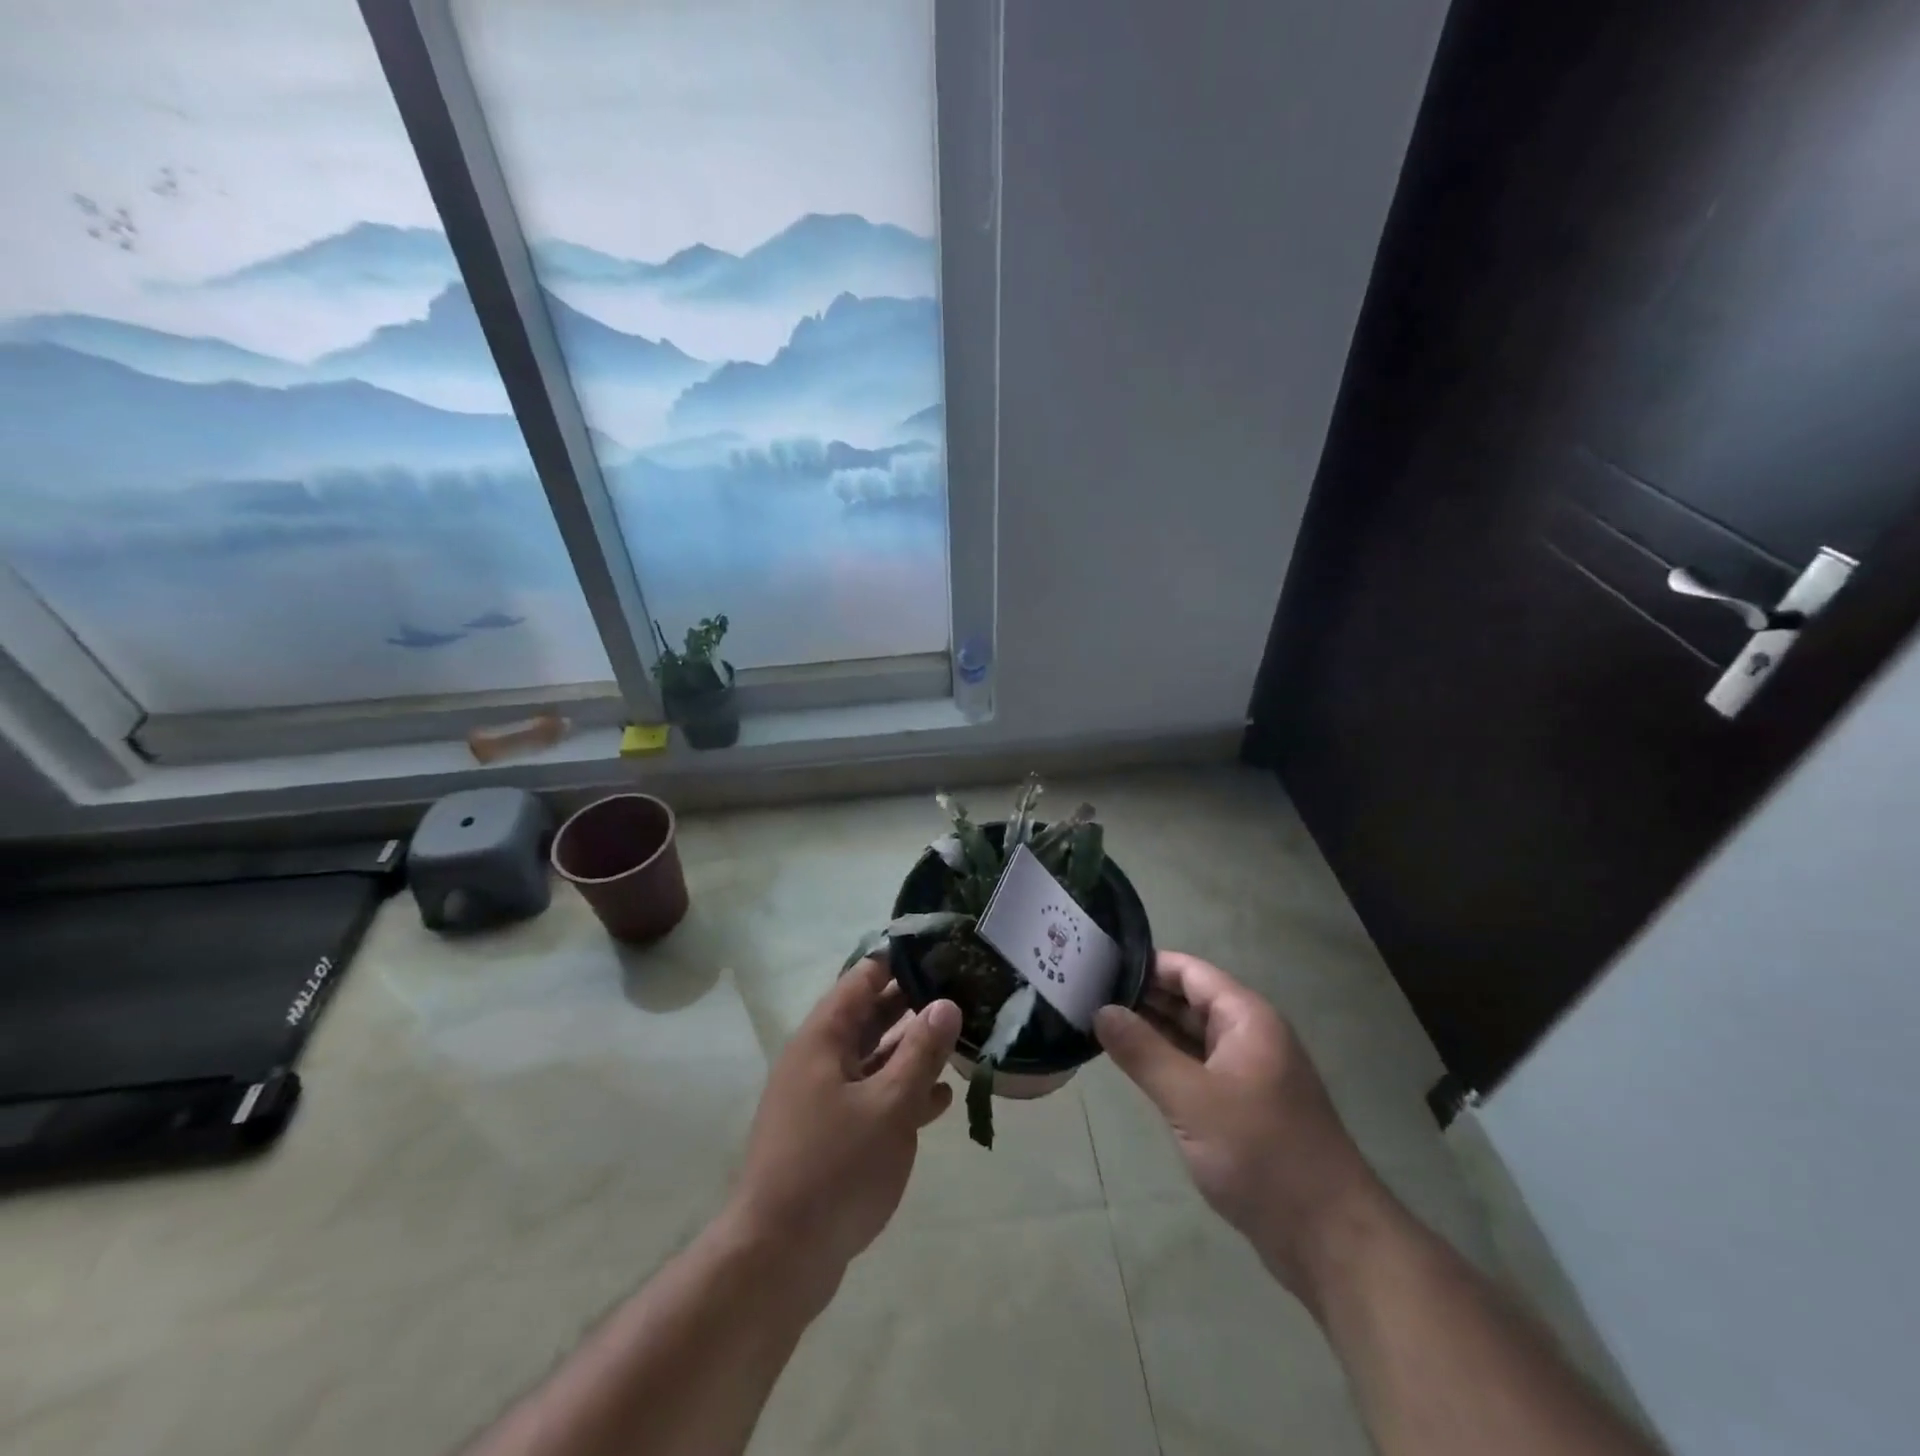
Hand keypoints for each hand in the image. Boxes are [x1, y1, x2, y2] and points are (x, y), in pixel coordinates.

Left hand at [722, 958, 960, 1289]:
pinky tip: (940, 1099)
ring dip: (912, 1050)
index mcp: (823, 1038)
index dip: (900, 960)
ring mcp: (822, 1098)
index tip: (942, 950)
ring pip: (874, 1058)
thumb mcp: (890, 1105)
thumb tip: (946, 1003)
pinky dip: (903, 1092)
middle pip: (870, 1016)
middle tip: (963, 991)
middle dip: (913, 1003)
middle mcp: (819, 1059)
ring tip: (961, 1039)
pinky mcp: (830, 1135)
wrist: (777, 1259)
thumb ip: (921, 1052)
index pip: (863, 978)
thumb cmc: (835, 1169)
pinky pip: (871, 1097)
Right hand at [1095, 951, 1379, 1298]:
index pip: (1189, 971)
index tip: (1097, 964)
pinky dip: (1166, 1062)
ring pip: (1191, 1036)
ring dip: (1150, 1030)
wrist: (1330, 1239)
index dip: (1145, 964)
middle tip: (1085, 993)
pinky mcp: (1243, 1107)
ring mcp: (1247, 1072)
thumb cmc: (1262, 1155)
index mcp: (1246, 1018)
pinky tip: (1131, 1065)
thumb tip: (1100, 1010)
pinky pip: (1197, 1068)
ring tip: (1096, 1022)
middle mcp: (1249, 1036)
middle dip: (1142, 996)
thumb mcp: (1192, 1099)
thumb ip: (1143, 1052)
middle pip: (1189, 1000)